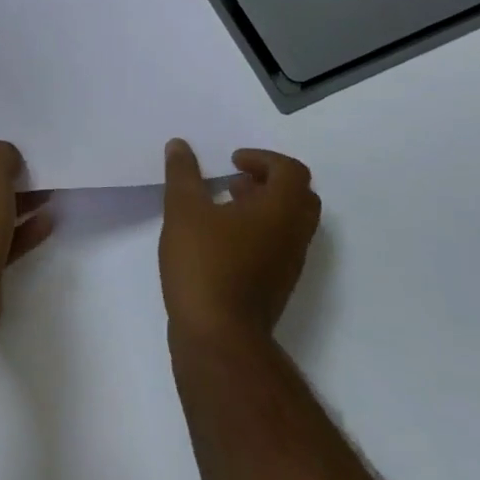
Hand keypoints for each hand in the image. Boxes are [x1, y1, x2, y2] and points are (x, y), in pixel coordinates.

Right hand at [160, 139, 320, 340]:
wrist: (219, 335)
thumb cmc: (205, 264)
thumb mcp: (184, 210)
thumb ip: (183, 174)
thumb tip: (180, 144)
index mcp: (281, 210)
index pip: (291, 171)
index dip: (263, 159)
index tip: (232, 162)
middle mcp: (294, 235)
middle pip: (299, 196)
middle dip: (269, 181)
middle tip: (235, 181)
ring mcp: (289, 264)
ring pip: (290, 223)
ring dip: (264, 207)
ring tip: (224, 207)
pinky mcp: (276, 286)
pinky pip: (279, 246)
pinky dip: (259, 231)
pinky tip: (222, 240)